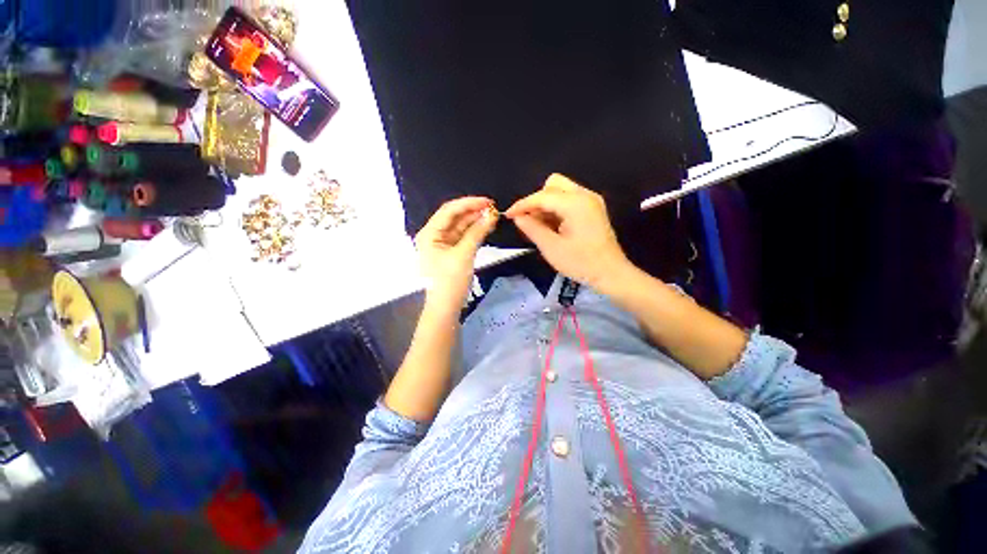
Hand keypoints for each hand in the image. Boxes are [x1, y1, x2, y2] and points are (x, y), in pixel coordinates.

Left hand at [415, 197, 498, 311]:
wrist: (446, 307)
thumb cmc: (450, 281)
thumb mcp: (464, 255)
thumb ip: (477, 233)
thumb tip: (491, 215)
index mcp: (429, 233)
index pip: (449, 211)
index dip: (469, 203)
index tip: (488, 201)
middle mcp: (434, 235)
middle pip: (454, 217)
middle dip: (473, 211)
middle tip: (493, 209)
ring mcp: (442, 244)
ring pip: (460, 226)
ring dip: (475, 221)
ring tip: (493, 216)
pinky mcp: (451, 252)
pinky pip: (463, 237)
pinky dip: (474, 232)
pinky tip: (486, 227)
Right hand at [505, 174, 631, 289]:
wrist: (611, 274)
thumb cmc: (581, 263)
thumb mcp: (551, 248)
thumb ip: (532, 229)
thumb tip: (518, 217)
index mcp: (575, 204)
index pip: (542, 196)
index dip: (523, 205)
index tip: (509, 215)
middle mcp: (585, 195)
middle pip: (553, 184)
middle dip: (537, 200)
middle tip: (528, 220)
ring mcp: (591, 201)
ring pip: (561, 191)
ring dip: (546, 204)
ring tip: (539, 226)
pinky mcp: (593, 209)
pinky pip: (569, 199)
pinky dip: (557, 208)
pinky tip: (552, 225)